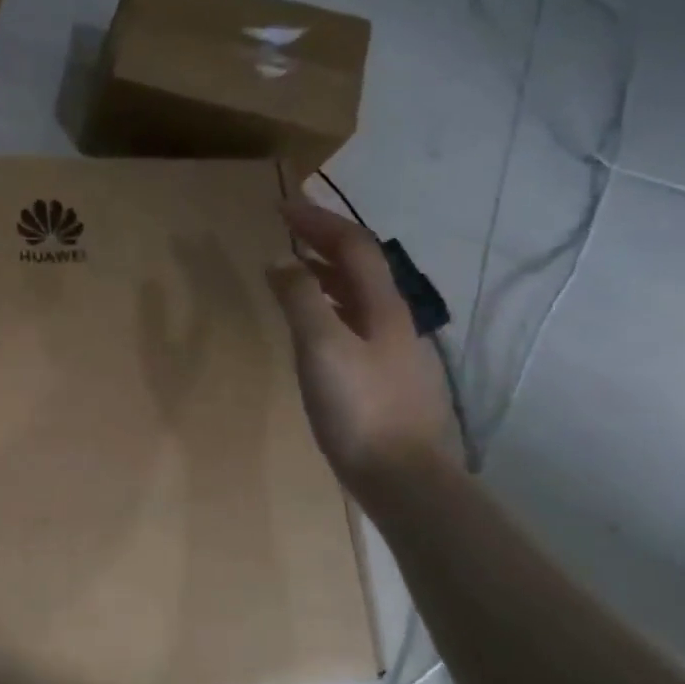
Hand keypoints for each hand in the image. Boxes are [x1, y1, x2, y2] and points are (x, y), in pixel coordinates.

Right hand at [267, 194, 454, 490]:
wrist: (402, 477)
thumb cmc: (359, 408)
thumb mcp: (322, 348)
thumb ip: (301, 300)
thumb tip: (282, 261)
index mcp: (382, 306)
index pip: (354, 246)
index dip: (319, 220)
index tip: (282, 206)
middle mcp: (393, 320)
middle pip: (361, 265)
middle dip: (324, 239)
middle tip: (287, 228)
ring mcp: (392, 349)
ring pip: (358, 295)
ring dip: (327, 272)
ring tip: (294, 267)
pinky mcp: (383, 376)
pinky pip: (353, 322)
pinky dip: (328, 305)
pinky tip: (313, 325)